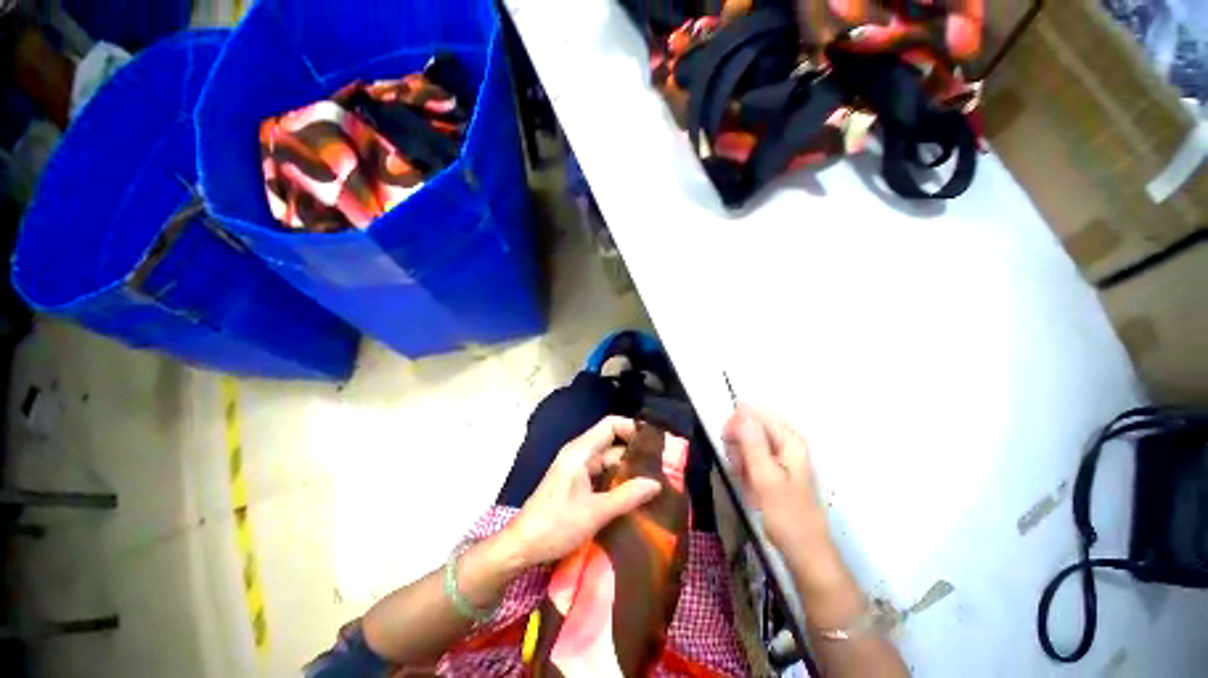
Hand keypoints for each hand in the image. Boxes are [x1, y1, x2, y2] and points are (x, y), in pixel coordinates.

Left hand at [499, 416, 661, 568]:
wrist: (521, 546)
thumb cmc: (555, 525)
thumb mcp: (595, 512)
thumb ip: (627, 496)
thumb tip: (656, 484)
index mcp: (580, 451)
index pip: (611, 425)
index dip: (632, 428)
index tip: (654, 441)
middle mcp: (579, 453)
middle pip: (612, 441)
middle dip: (635, 451)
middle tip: (661, 464)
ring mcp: (577, 468)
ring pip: (608, 459)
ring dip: (628, 467)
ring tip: (654, 478)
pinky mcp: (576, 482)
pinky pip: (602, 473)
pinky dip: (617, 478)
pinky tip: (634, 492)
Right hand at [723, 405, 828, 559]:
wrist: (803, 550)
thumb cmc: (787, 515)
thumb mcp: (766, 478)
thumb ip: (753, 443)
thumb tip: (741, 411)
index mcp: (789, 439)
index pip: (753, 413)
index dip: (736, 425)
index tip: (727, 443)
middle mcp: (786, 441)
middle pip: (749, 425)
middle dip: (737, 444)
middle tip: (738, 467)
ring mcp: (780, 454)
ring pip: (746, 441)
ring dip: (739, 457)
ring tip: (744, 478)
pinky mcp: (774, 466)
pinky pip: (750, 455)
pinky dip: (744, 467)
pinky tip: (747, 482)